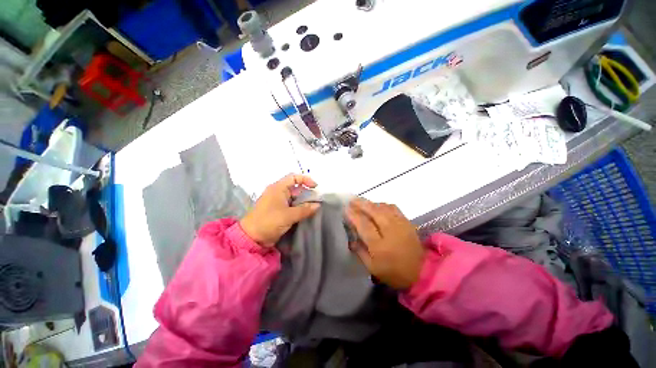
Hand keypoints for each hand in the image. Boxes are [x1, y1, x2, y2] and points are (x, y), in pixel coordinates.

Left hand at [240, 174, 319, 245]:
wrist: (252, 238)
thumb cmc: (269, 221)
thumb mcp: (289, 215)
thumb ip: (304, 210)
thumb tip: (318, 205)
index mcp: (278, 188)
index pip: (294, 177)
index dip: (306, 179)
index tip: (315, 187)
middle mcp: (278, 192)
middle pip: (296, 188)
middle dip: (307, 193)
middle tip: (317, 200)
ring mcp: (278, 202)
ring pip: (294, 198)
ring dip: (304, 202)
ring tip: (314, 207)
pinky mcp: (279, 211)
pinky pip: (292, 206)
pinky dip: (299, 208)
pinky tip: (306, 213)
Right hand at [346, 198, 424, 288]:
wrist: (422, 272)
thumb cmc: (394, 272)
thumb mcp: (373, 268)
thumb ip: (360, 252)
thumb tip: (351, 239)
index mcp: (379, 245)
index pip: (363, 224)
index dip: (353, 215)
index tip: (345, 208)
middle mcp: (389, 231)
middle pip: (373, 211)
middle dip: (360, 203)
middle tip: (351, 200)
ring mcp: (399, 224)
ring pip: (382, 207)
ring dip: (370, 203)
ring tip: (361, 202)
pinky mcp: (407, 221)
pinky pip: (393, 207)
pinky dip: (382, 204)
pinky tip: (377, 206)